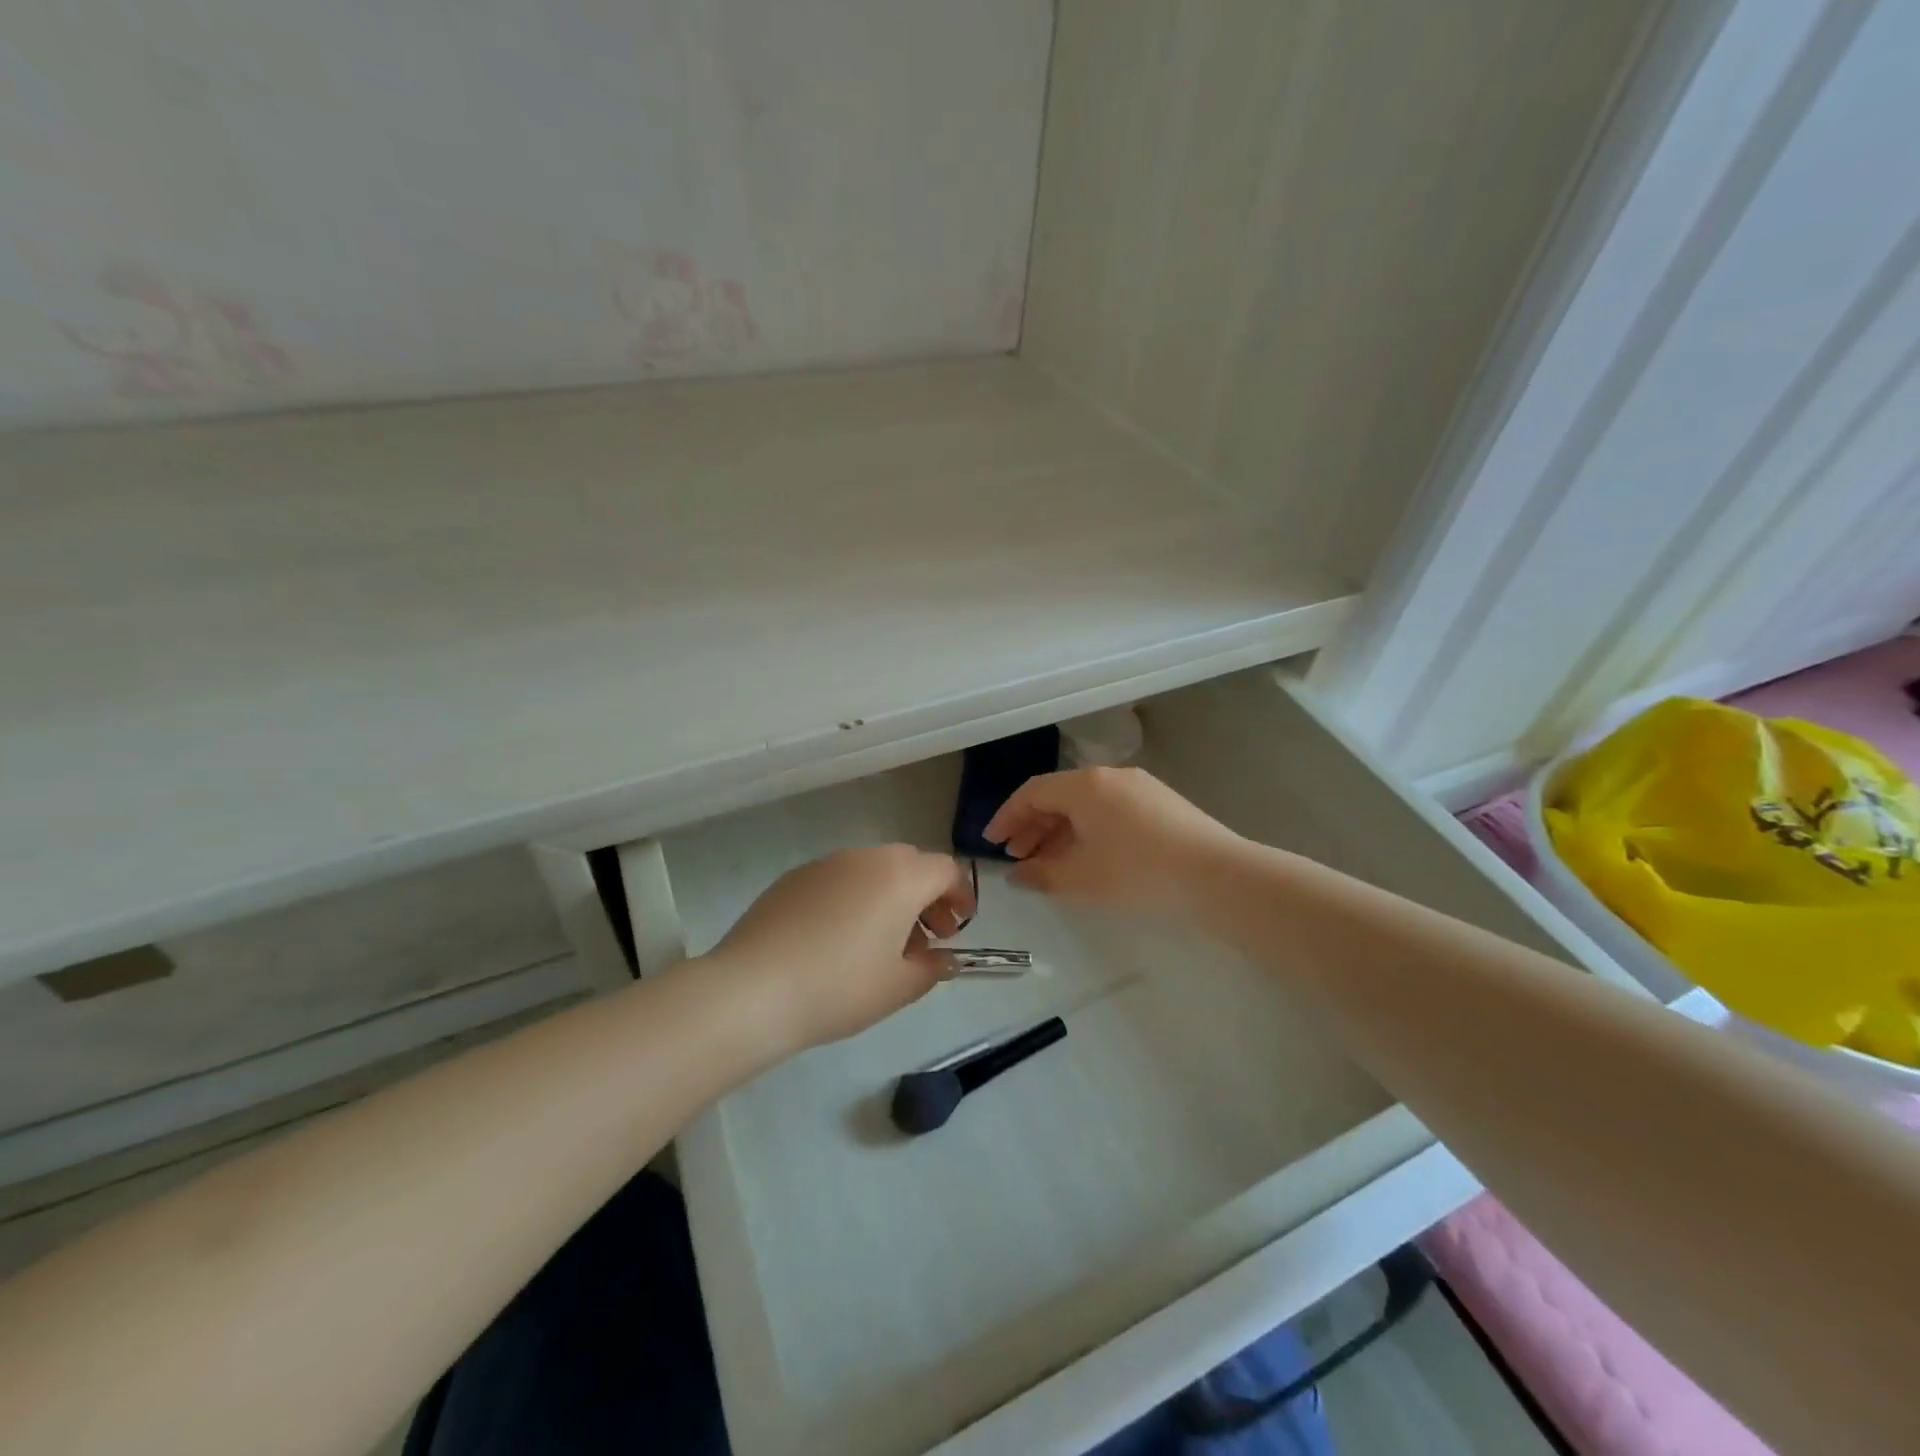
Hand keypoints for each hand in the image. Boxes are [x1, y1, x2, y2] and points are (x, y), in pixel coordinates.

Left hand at [707, 845, 975, 1051]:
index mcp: (900, 877)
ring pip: (873, 870)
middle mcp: (866, 858)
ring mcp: (826, 864)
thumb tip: (944, 959)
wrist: (752, 989)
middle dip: (927, 896)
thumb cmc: (839, 987)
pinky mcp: (794, 877)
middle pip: (910, 864)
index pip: (945, 870)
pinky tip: (840, 938)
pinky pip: (840, 879)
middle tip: (928, 936)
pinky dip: (856, 898)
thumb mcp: (898, 987)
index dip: (961, 894)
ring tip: (884, 942)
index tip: (961, 924)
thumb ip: (931, 969)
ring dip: (891, 896)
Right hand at [983, 766, 1243, 912]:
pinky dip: (1087, 830)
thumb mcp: (1082, 878)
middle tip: (1016, 855)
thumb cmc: (1138, 872)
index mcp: (1085, 785)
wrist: (1216, 876)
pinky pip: (1109, 810)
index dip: (1007, 816)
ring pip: (1085, 804)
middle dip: (1032, 825)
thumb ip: (1041, 875)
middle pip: (1058, 795)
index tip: (991, 842)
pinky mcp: (1160, 803)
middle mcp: (1109, 776)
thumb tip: (1018, 875)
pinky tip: (1087, 857)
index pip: (1032, 792)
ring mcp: (1139, 787)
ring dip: (1059, 830)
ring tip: (1046, 862)